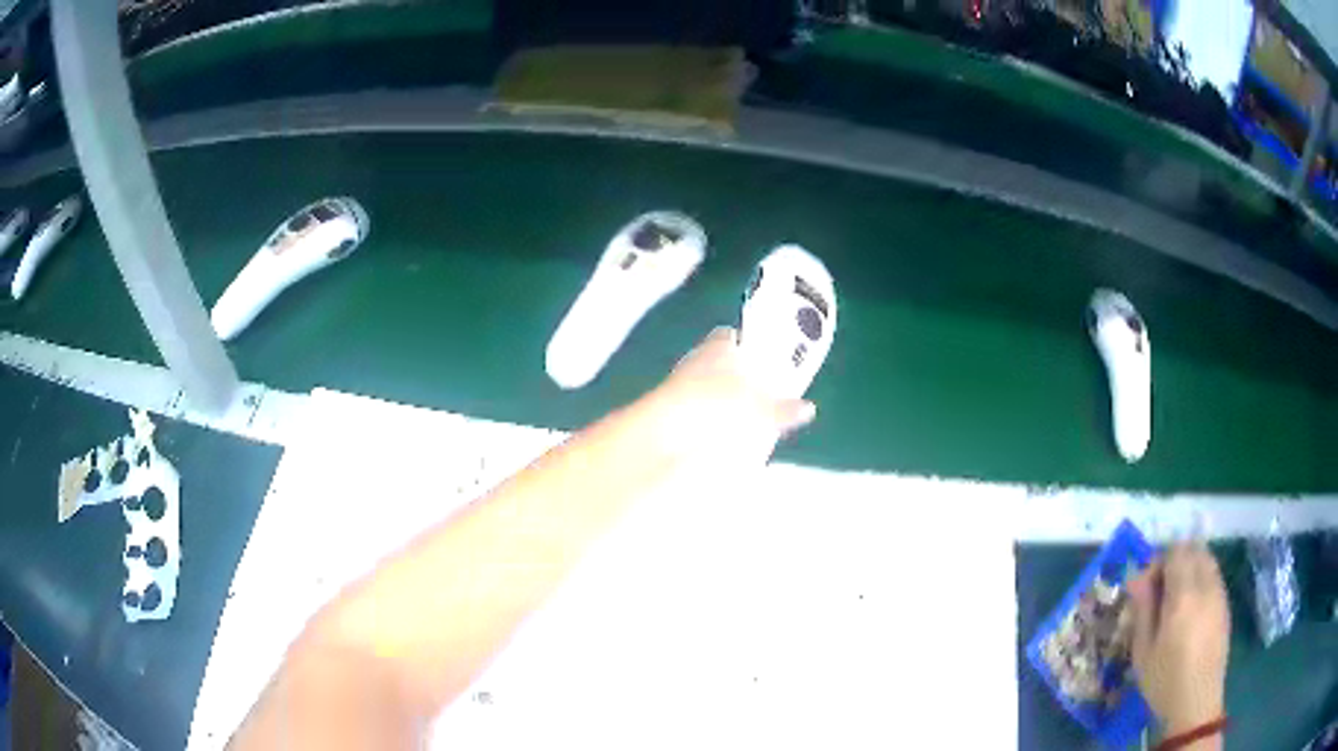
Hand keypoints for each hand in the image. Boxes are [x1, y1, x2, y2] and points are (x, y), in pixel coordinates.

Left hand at [647, 327, 816, 465]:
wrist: (665, 431)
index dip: (750, 345)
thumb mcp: (760, 409)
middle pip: (721, 362)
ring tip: (742, 421)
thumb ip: (783, 409)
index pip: (735, 336)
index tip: (765, 359)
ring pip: (705, 386)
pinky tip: (719, 437)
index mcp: (719, 345)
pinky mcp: (668, 410)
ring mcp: (679, 383)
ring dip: (719, 399)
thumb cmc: (717, 406)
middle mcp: (697, 358)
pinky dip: (705, 420)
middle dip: (737, 377)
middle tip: (759, 395)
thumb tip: (808, 408)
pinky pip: (693, 410)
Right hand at [1128, 543, 1229, 737]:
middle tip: (1160, 589)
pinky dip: (1201, 579)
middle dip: (1175, 560)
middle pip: (1194, 549)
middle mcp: (1205, 585)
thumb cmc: (1164, 681)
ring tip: (1175, 599)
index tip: (1146, 587)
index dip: (1159, 561)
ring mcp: (1219, 592)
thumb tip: (1137, 578)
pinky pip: (1214, 575)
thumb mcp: (1143, 652)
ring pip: (1207, 559)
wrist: (1196, 701)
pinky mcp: (1225, 603)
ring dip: (1190, 567)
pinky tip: (1190, 610)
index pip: (1175, 552)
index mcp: (1183, 596)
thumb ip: (1143, 610)